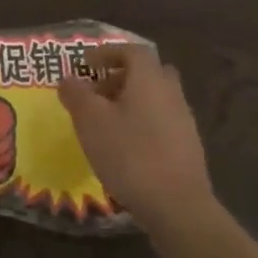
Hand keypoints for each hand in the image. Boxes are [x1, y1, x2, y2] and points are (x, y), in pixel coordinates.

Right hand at [59, 45, 212, 230]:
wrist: (177, 207)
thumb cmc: (129, 154)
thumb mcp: (90, 120)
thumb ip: (76, 93)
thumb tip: (69, 78)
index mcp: (149, 80)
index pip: (132, 51)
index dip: (107, 52)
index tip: (86, 65)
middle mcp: (171, 94)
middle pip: (149, 73)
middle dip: (121, 77)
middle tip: (98, 93)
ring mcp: (184, 122)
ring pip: (156, 99)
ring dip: (131, 103)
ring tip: (105, 124)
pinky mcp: (188, 148)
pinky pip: (161, 123)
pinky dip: (142, 125)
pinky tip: (125, 148)